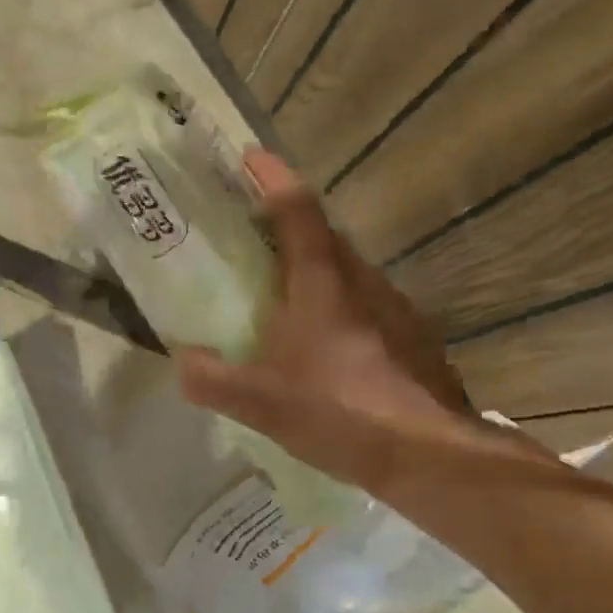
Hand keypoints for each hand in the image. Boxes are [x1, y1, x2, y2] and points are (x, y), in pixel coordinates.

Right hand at [178, 151, 491, 493]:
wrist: (430, 454)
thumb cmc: (340, 412)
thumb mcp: (260, 402)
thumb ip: (212, 379)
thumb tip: (183, 362)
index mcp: (323, 280)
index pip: (296, 208)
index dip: (271, 178)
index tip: (249, 158)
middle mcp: (364, 281)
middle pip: (324, 236)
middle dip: (289, 227)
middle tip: (254, 240)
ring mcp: (397, 308)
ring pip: (349, 273)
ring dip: (317, 271)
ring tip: (286, 299)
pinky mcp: (414, 338)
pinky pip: (368, 306)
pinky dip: (341, 309)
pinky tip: (329, 349)